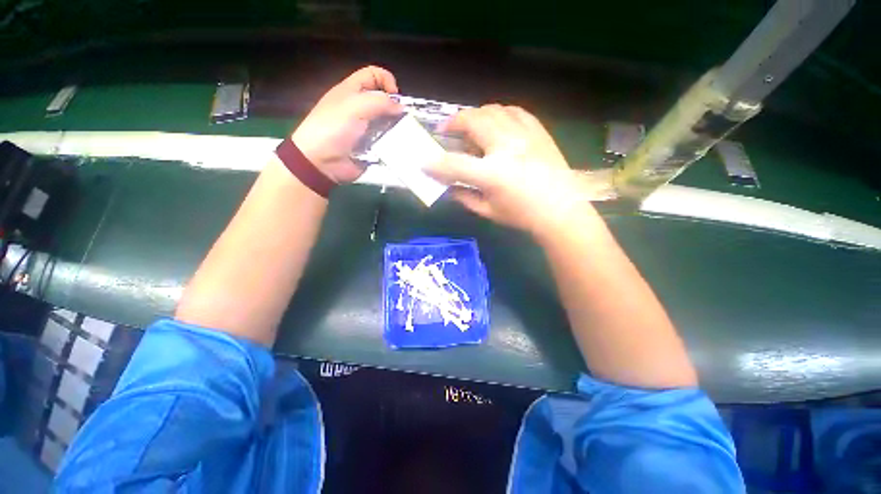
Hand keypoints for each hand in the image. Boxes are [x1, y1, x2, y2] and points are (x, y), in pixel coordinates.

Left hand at [292, 66, 402, 182]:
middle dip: (395, 108)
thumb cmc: (334, 128)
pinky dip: (392, 145)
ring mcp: (365, 129)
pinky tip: (397, 149)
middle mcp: (359, 108)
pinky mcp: (369, 147)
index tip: (396, 97)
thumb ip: (379, 102)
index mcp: (351, 91)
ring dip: (396, 128)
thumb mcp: (355, 107)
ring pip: (387, 123)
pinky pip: (385, 143)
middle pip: (383, 101)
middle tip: (403, 121)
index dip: (386, 80)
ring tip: (403, 136)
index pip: (373, 75)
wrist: (321, 161)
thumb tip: (400, 107)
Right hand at [425, 105, 596, 238]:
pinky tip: (495, 124)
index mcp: (492, 174)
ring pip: (492, 110)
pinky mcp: (538, 131)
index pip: (454, 164)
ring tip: (470, 127)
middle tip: (446, 132)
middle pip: (472, 121)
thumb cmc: (523, 215)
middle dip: (453, 123)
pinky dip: (498, 114)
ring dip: (475, 116)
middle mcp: (506, 147)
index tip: (423, 162)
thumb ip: (464, 197)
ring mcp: (524, 135)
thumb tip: (449, 187)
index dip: (434, 163)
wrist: (562, 210)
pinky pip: (514, 111)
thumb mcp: (488, 211)